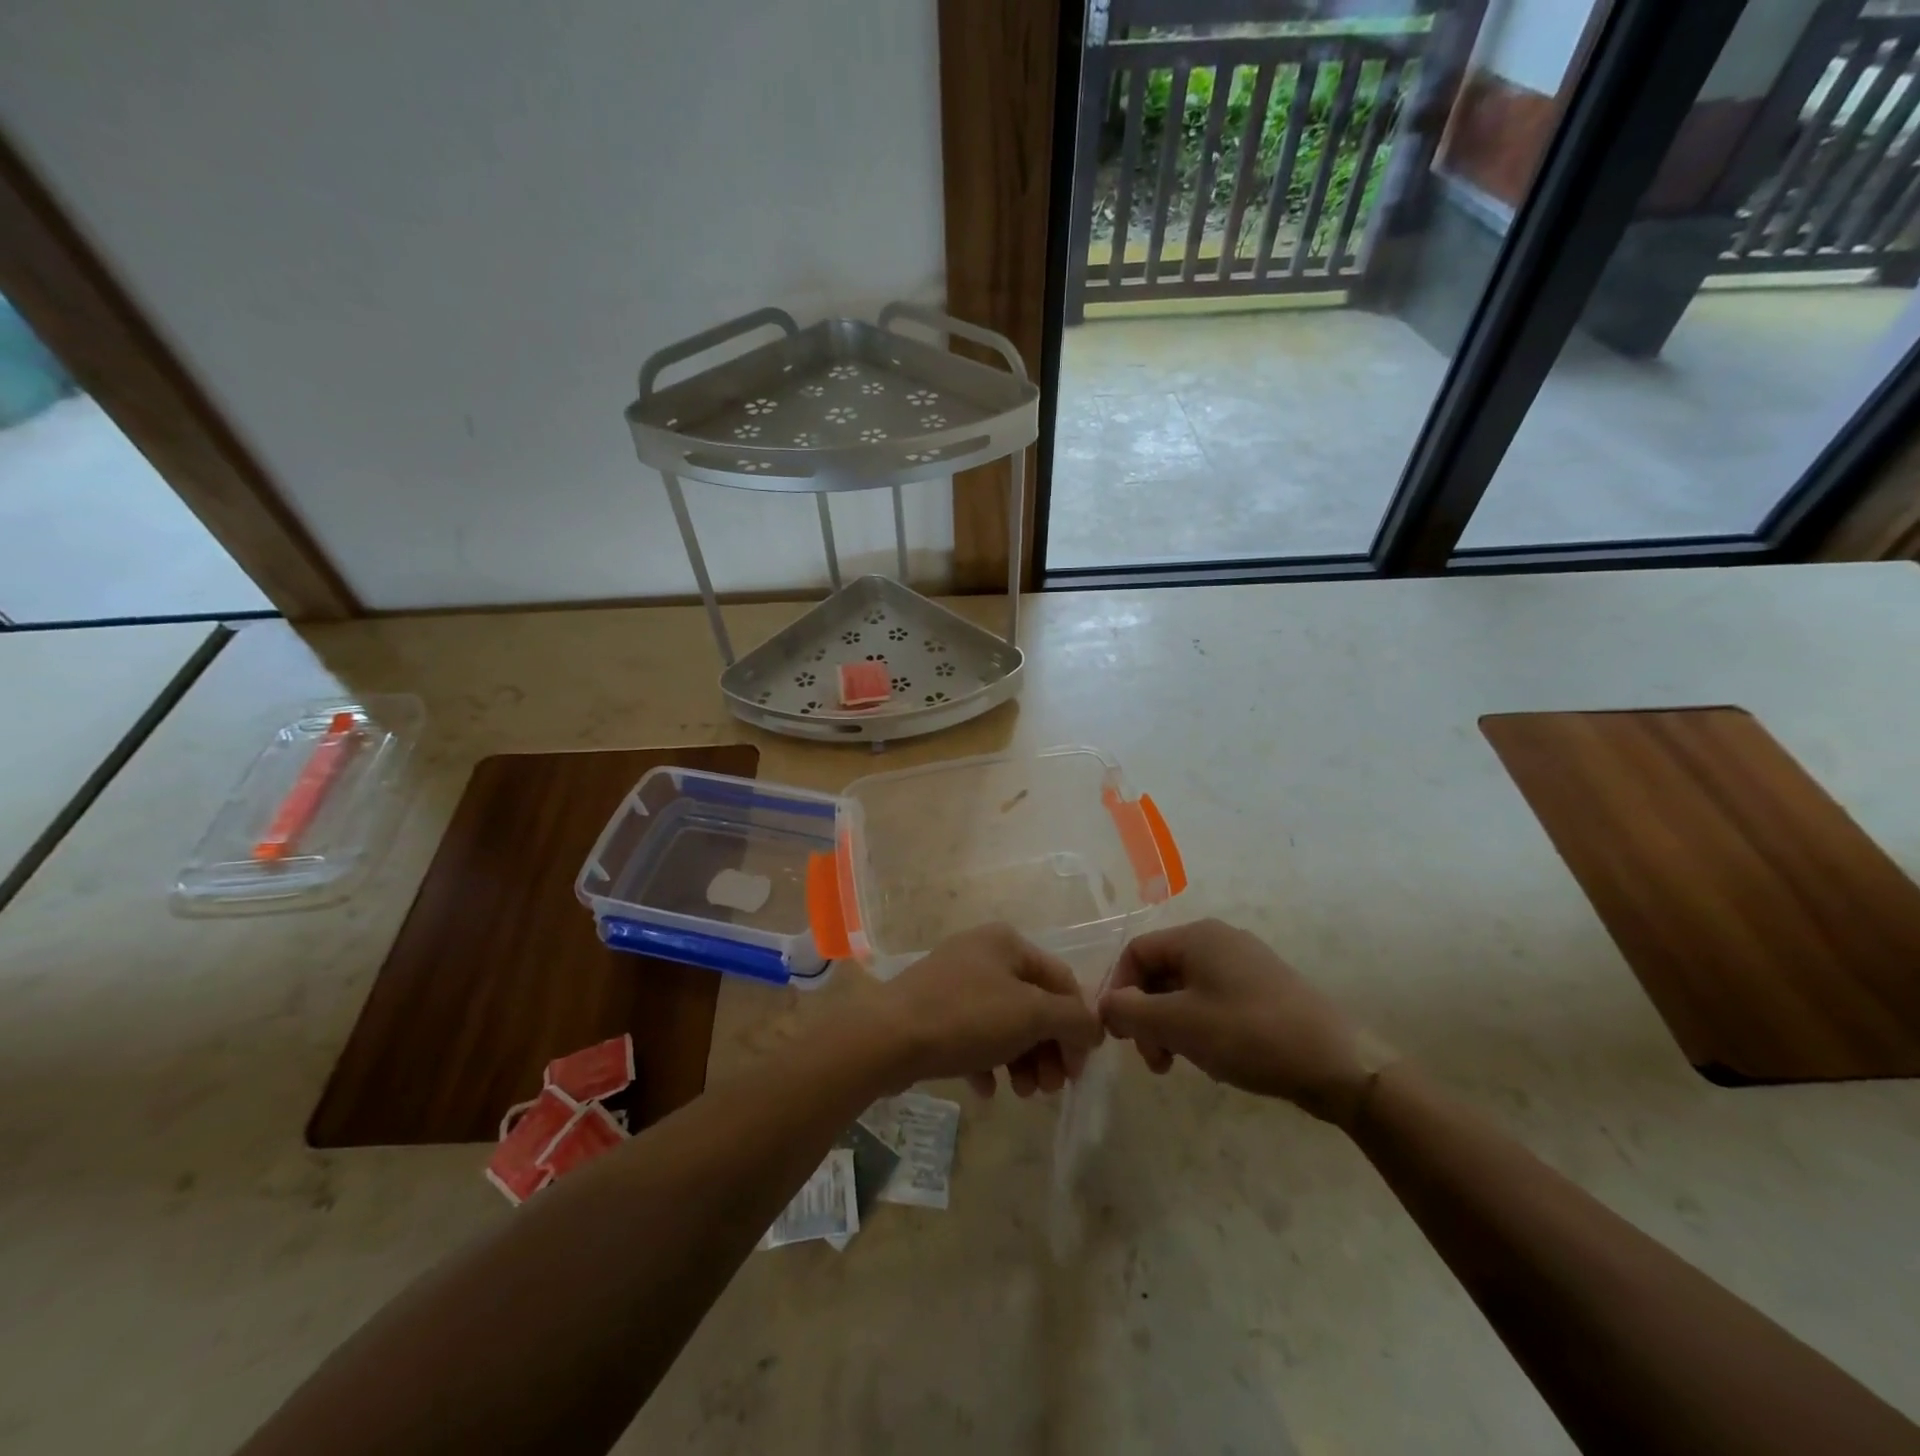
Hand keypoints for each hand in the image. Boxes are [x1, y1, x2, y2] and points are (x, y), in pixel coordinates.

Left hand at [867, 923, 1103, 1097]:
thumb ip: (1073, 1019)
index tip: (1078, 1070)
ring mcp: (954, 981)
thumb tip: (1094, 1027)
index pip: (1061, 980)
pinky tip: (986, 1089)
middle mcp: (982, 953)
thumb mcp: (1031, 1014)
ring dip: (1022, 1059)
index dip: (1077, 1025)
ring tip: (1020, 1093)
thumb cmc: (966, 1017)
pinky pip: (973, 1035)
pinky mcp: (933, 1010)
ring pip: (1004, 1023)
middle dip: (1048, 1048)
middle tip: (1050, 1088)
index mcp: (1007, 943)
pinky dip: (986, 1061)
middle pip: (1033, 1004)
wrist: (886, 1037)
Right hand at [1098, 919, 1388, 1124]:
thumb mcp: (1179, 1024)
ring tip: (1178, 1064)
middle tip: (1152, 1059)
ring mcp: (1246, 964)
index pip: (1136, 952)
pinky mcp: (1265, 990)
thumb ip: (1130, 1011)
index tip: (1120, 1034)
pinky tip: (1211, 1059)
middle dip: (1146, 1014)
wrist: (1338, 1063)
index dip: (1119, 990)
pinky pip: (1214, 1000)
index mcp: (1197, 936)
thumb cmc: (1249, 1034)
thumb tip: (1104, 1006)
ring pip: (1186, 989)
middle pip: (1160, 971)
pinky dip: (1199, 1027)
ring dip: (1171, 1025)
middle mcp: (1220, 940)